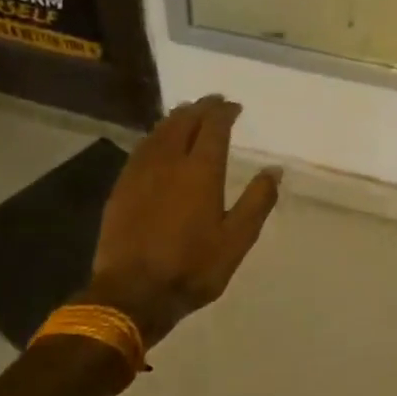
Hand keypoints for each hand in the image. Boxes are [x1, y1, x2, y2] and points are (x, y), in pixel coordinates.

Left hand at [84, 96, 280, 348]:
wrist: (132, 293)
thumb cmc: (192, 268)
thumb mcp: (236, 240)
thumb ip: (257, 202)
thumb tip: (274, 170)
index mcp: (201, 171)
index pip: (213, 127)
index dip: (225, 113)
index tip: (234, 106)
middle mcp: (169, 162)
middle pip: (184, 122)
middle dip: (200, 108)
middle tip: (213, 102)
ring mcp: (140, 172)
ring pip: (159, 132)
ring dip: (176, 118)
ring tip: (187, 113)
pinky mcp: (122, 187)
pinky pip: (141, 148)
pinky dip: (156, 136)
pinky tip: (158, 142)